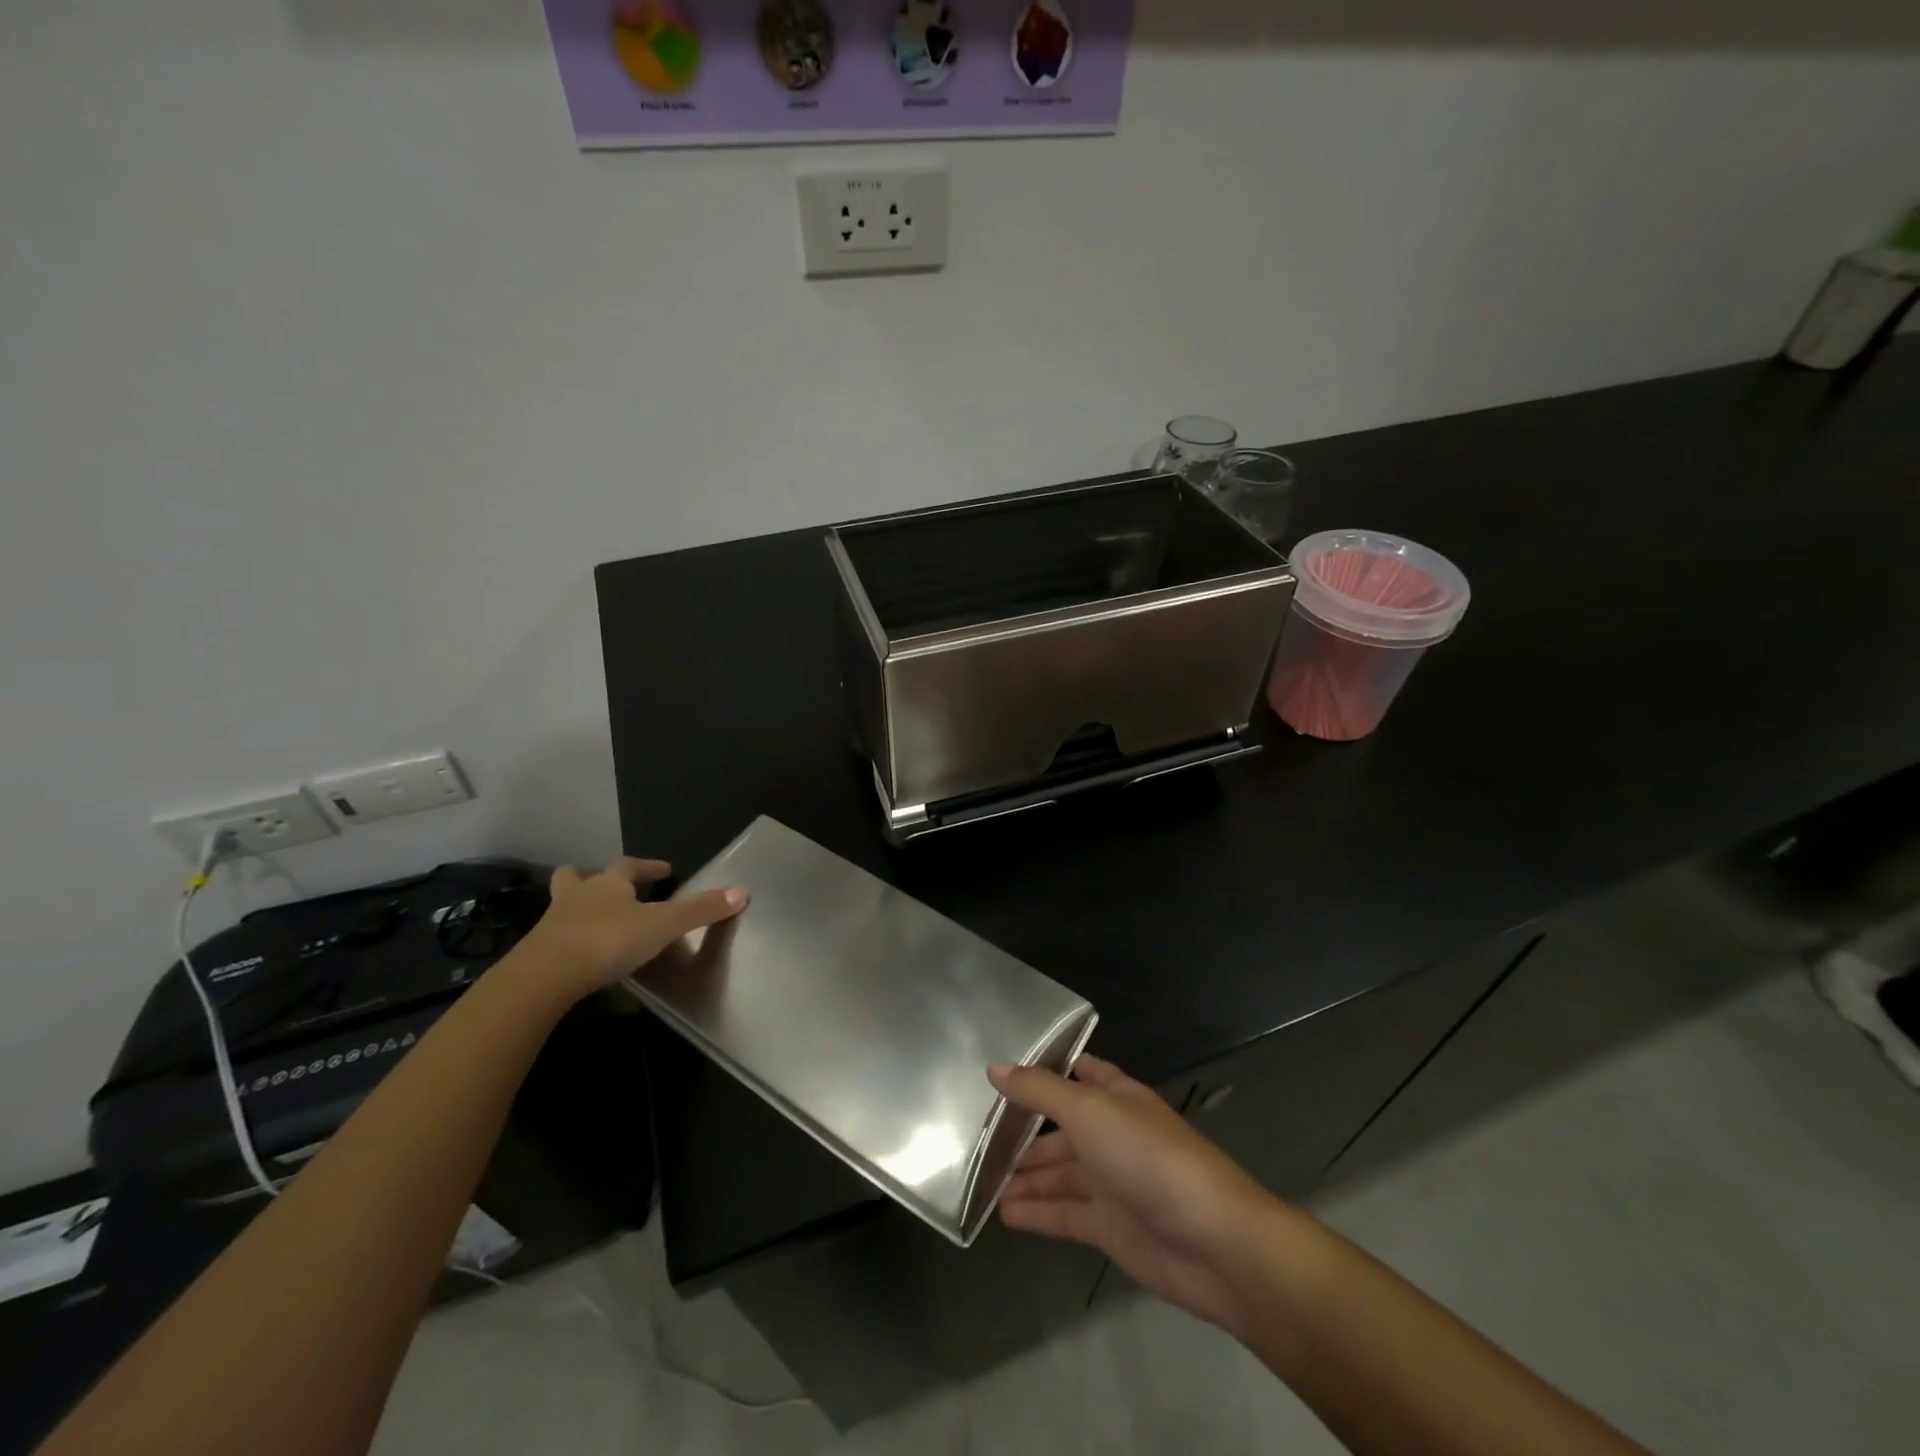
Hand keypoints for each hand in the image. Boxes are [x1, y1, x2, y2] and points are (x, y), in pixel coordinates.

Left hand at [518, 857, 745, 1001]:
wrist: (544, 977)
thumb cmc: (608, 941)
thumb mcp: (663, 925)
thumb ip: (700, 910)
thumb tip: (742, 892)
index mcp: (609, 884)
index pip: (630, 866)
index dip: (648, 867)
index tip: (664, 870)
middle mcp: (578, 896)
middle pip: (577, 877)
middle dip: (591, 878)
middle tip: (608, 886)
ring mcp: (552, 924)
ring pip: (562, 906)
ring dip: (577, 908)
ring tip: (593, 921)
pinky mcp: (537, 954)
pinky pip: (556, 939)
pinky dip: (569, 941)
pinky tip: (581, 956)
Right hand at [989, 1054, 1274, 1336]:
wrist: (1212, 1241)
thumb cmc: (1148, 1157)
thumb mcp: (1087, 1110)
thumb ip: (1039, 1091)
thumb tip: (994, 1067)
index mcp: (1117, 1097)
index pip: (1081, 1072)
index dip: (1049, 1070)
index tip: (1008, 1070)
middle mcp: (1113, 1135)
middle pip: (1063, 1128)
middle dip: (1026, 1131)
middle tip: (979, 1136)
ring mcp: (1113, 1183)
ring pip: (1060, 1173)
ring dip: (1026, 1176)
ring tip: (982, 1180)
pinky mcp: (1110, 1228)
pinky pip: (1065, 1214)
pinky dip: (1036, 1213)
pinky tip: (1004, 1214)